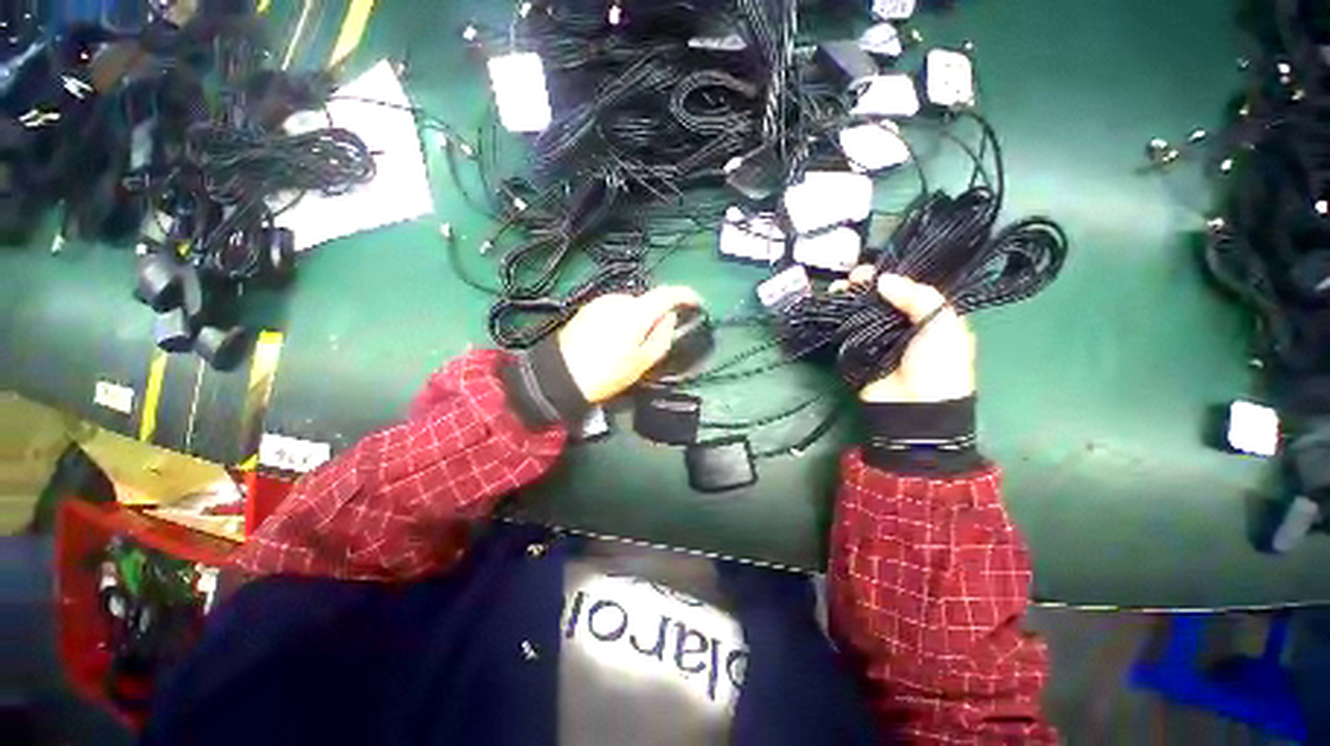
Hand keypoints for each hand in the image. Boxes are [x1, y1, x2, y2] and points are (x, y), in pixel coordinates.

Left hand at [558, 286, 701, 402]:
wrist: (560, 376)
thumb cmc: (606, 373)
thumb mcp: (642, 362)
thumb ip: (662, 337)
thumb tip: (669, 317)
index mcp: (636, 312)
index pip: (668, 294)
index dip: (686, 296)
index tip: (697, 303)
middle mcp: (618, 300)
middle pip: (648, 302)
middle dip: (657, 316)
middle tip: (655, 340)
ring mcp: (601, 302)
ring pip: (631, 306)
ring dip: (638, 319)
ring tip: (630, 345)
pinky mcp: (588, 309)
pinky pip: (615, 309)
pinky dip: (623, 320)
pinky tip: (614, 341)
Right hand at [831, 266, 975, 403]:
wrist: (913, 407)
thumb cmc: (937, 365)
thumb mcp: (943, 326)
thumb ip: (919, 297)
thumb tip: (883, 280)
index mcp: (928, 317)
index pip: (907, 290)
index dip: (890, 277)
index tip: (872, 269)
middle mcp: (900, 325)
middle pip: (880, 299)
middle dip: (865, 286)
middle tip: (851, 278)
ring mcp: (876, 339)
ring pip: (861, 311)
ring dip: (849, 299)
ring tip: (838, 289)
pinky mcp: (856, 352)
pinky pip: (846, 330)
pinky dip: (839, 317)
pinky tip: (832, 305)